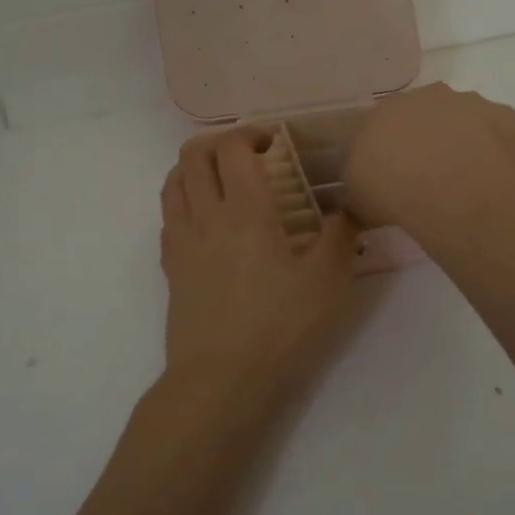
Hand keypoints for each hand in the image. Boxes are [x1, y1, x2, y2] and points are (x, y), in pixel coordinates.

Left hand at [160, 128, 358, 404]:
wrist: (221, 381)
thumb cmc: (279, 328)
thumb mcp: (327, 282)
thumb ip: (340, 237)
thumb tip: (347, 209)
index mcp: (245, 211)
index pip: (233, 148)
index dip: (251, 134)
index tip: (274, 143)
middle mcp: (206, 216)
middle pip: (194, 156)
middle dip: (219, 143)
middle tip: (248, 155)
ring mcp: (181, 242)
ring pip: (174, 182)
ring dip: (195, 167)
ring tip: (222, 180)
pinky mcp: (170, 268)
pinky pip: (168, 216)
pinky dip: (183, 200)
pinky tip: (206, 220)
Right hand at [344, 83, 514, 237]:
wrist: (449, 191)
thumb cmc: (391, 190)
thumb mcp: (357, 199)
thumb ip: (360, 190)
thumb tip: (364, 199)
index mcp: (385, 110)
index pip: (383, 125)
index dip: (390, 152)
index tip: (395, 178)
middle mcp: (426, 96)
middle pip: (425, 116)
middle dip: (426, 141)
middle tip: (428, 179)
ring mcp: (468, 102)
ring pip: (463, 120)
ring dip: (461, 142)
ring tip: (462, 182)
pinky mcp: (503, 115)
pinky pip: (497, 132)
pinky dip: (494, 150)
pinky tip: (489, 177)